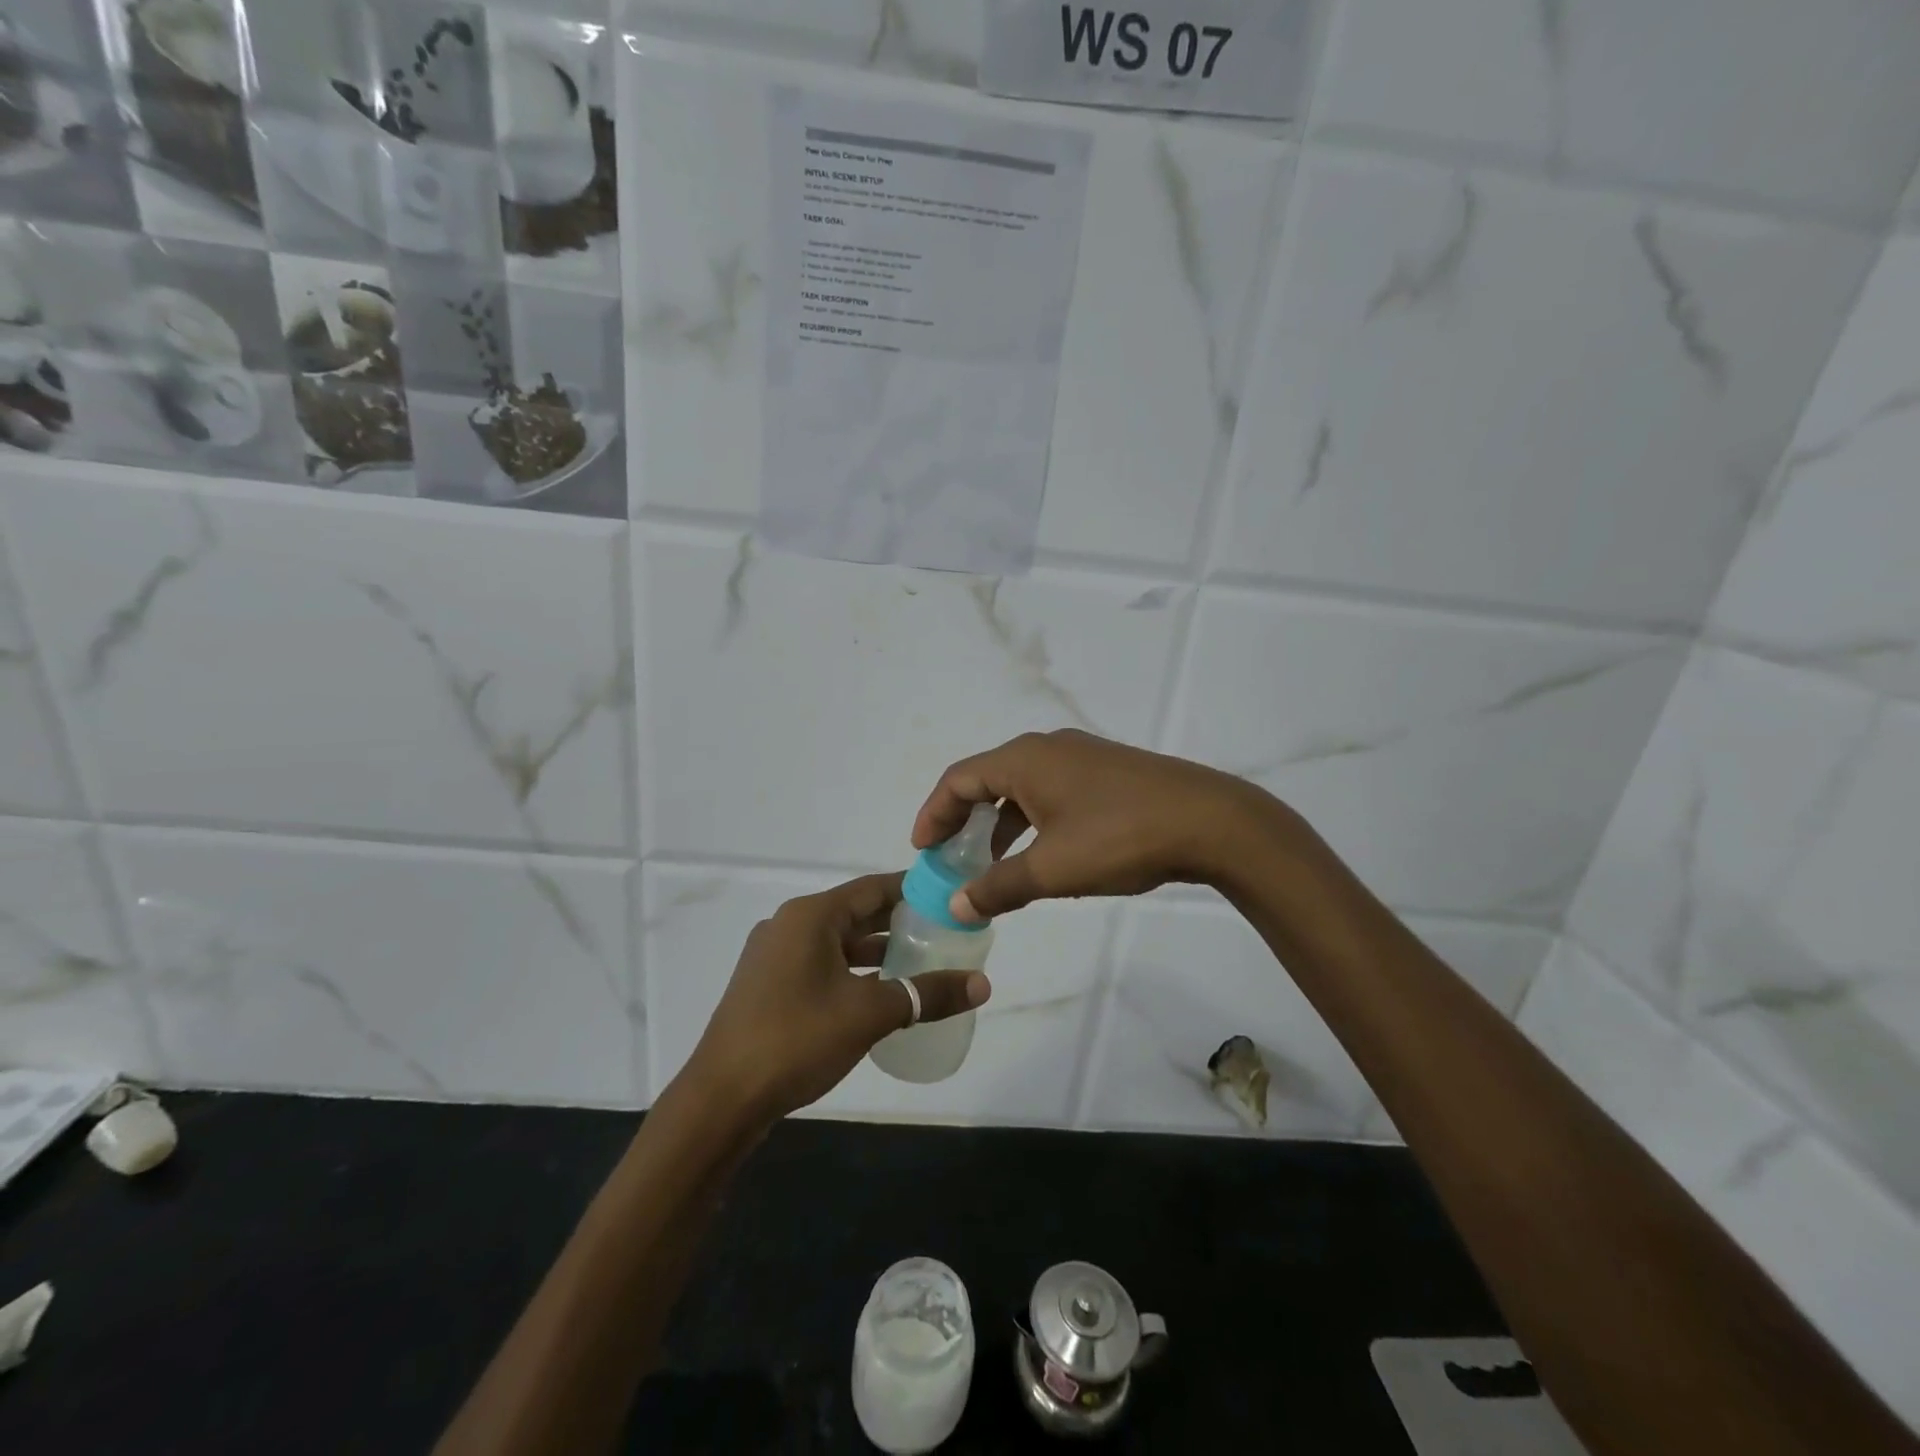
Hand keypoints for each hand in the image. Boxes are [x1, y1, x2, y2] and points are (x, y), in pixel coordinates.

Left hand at [686, 873, 990, 1122]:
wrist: (722, 1099)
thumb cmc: (797, 1039)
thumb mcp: (870, 1013)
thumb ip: (927, 994)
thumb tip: (983, 984)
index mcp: (810, 916)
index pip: (872, 888)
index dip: (912, 889)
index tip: (948, 895)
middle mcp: (789, 925)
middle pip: (855, 912)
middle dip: (898, 922)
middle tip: (943, 930)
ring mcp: (773, 956)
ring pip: (837, 942)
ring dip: (875, 950)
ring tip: (920, 961)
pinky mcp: (766, 986)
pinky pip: (819, 964)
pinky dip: (851, 970)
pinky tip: (877, 992)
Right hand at [912, 729, 1282, 920]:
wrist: (1210, 821)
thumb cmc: (1119, 838)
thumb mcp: (1052, 869)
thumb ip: (999, 886)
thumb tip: (957, 904)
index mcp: (1024, 760)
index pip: (958, 779)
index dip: (934, 814)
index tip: (922, 851)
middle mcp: (1048, 748)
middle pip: (987, 779)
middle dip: (963, 820)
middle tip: (950, 858)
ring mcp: (1081, 757)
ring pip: (1022, 788)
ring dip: (999, 824)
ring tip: (992, 865)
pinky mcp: (1108, 772)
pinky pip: (1052, 792)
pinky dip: (1032, 821)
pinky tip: (1043, 855)